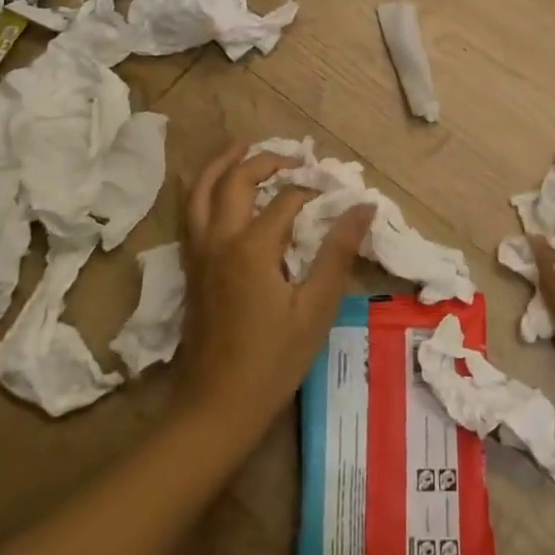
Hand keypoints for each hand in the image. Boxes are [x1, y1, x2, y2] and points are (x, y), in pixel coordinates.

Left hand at [175, 142, 371, 440]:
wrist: (216, 407)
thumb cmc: (273, 360)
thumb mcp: (316, 308)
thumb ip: (338, 252)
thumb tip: (364, 207)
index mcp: (252, 248)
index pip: (286, 200)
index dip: (312, 192)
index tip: (336, 195)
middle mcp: (220, 240)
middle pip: (236, 181)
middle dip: (265, 160)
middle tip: (293, 157)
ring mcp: (199, 253)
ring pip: (201, 191)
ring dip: (223, 164)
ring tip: (243, 146)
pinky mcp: (191, 268)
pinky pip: (191, 212)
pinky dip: (204, 189)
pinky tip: (217, 188)